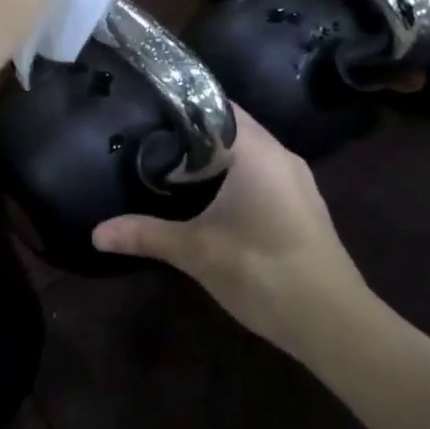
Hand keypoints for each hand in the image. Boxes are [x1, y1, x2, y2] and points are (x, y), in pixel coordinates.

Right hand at [93, 110, 372, 360]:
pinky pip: (262, 174)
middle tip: (150, 140)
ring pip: (248, 154)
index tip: (148, 111)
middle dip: (193, 135)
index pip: (217, 107)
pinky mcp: (302, 206)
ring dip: (215, 159)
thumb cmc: (262, 271)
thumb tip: (96, 233)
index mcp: (258, 152)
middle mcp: (281, 156)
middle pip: (232, 129)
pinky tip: (210, 199)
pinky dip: (234, 177)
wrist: (333, 322)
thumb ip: (146, 234)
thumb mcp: (196, 251)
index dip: (183, 106)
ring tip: (172, 166)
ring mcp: (297, 181)